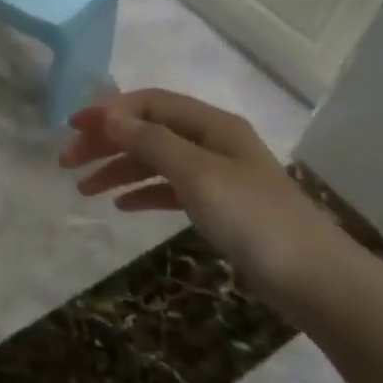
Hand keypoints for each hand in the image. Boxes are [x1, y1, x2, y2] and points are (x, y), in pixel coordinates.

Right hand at [59, 89, 348, 303]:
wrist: (314, 279)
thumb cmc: (252, 217)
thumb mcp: (196, 173)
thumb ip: (150, 141)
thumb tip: (108, 115)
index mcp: (211, 124)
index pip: (149, 103)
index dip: (109, 111)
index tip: (72, 128)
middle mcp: (212, 141)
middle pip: (148, 130)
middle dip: (107, 142)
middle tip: (68, 161)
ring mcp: (216, 174)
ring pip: (155, 161)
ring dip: (118, 170)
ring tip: (84, 189)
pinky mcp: (219, 206)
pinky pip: (170, 189)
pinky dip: (143, 193)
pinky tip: (122, 206)